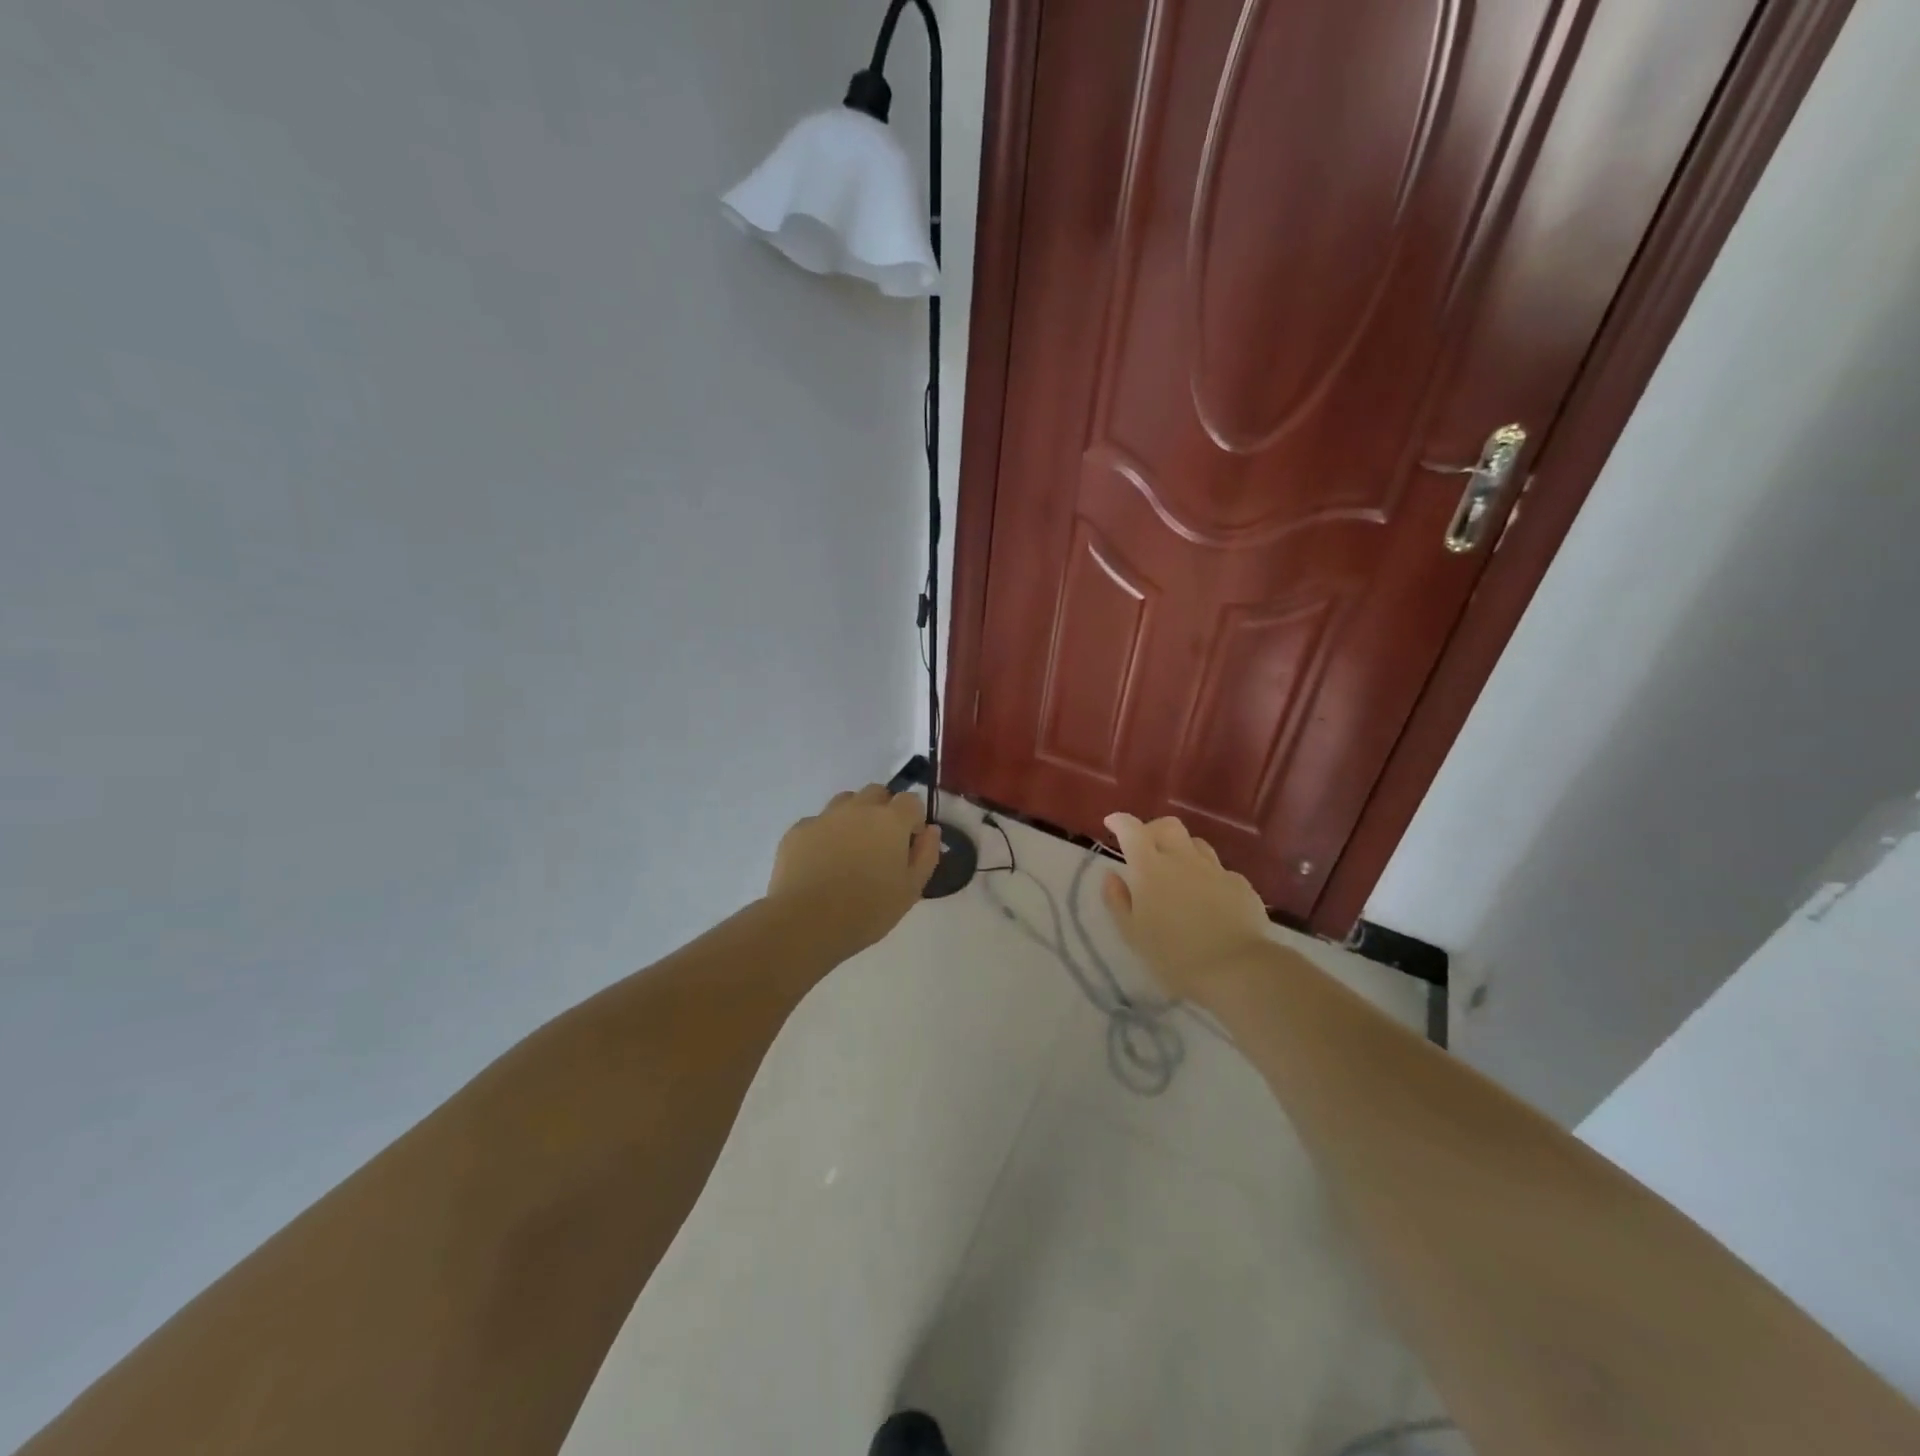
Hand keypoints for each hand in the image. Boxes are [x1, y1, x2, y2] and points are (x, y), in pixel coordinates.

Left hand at [767, 784, 941, 954]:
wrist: (807, 922)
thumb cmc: (868, 910)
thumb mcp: (911, 890)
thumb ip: (926, 854)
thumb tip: (930, 830)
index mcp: (890, 821)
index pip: (911, 800)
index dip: (914, 819)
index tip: (910, 843)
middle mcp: (858, 809)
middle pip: (877, 793)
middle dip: (884, 810)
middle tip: (881, 844)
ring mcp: (825, 817)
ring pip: (846, 802)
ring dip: (854, 816)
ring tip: (851, 849)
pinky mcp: (798, 830)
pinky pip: (818, 822)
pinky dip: (825, 834)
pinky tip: (821, 862)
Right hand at [1101, 812, 1271, 1001]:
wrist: (1237, 969)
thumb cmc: (1174, 955)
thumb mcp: (1132, 934)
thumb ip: (1117, 900)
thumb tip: (1111, 876)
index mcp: (1151, 868)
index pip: (1132, 830)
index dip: (1120, 821)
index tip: (1112, 824)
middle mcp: (1183, 859)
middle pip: (1168, 826)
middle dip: (1153, 829)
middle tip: (1145, 847)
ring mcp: (1215, 870)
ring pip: (1196, 844)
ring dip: (1182, 850)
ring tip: (1177, 871)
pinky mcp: (1240, 885)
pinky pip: (1219, 870)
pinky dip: (1207, 876)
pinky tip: (1208, 897)